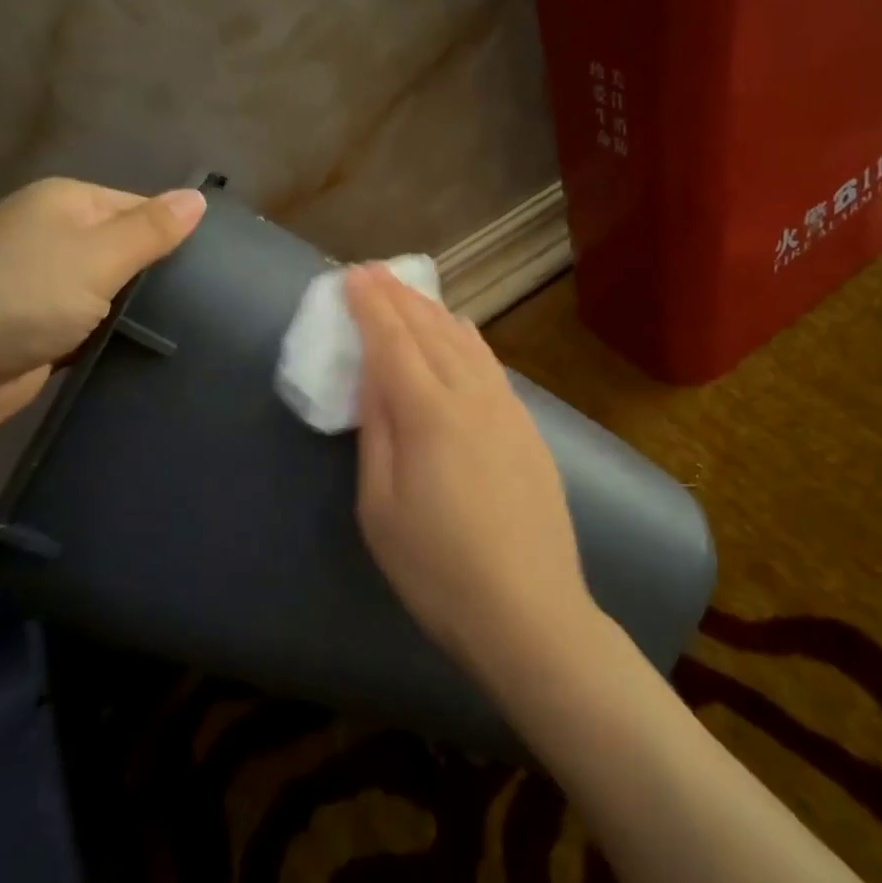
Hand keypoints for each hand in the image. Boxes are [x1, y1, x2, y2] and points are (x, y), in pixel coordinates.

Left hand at [0, 178, 205, 438]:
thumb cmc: (17, 297)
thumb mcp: (95, 256)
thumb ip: (151, 230)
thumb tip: (198, 197)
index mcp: (66, 204)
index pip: (143, 208)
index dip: (179, 235)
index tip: (225, 269)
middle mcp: (56, 238)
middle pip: (131, 252)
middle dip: (165, 278)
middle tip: (221, 304)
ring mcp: (47, 288)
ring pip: (116, 295)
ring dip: (144, 313)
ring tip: (203, 330)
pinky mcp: (45, 333)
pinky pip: (97, 329)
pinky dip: (119, 339)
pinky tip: (158, 353)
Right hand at [345, 264, 598, 678]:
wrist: (529, 610)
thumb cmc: (437, 568)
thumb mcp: (380, 507)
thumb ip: (377, 431)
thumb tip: (374, 376)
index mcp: (428, 412)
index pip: (393, 340)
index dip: (371, 305)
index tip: (352, 275)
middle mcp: (472, 395)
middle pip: (431, 331)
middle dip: (399, 297)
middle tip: (374, 272)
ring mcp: (507, 409)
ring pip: (466, 342)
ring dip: (434, 312)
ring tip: (411, 295)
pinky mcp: (528, 428)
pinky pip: (491, 364)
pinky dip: (468, 338)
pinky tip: (463, 334)